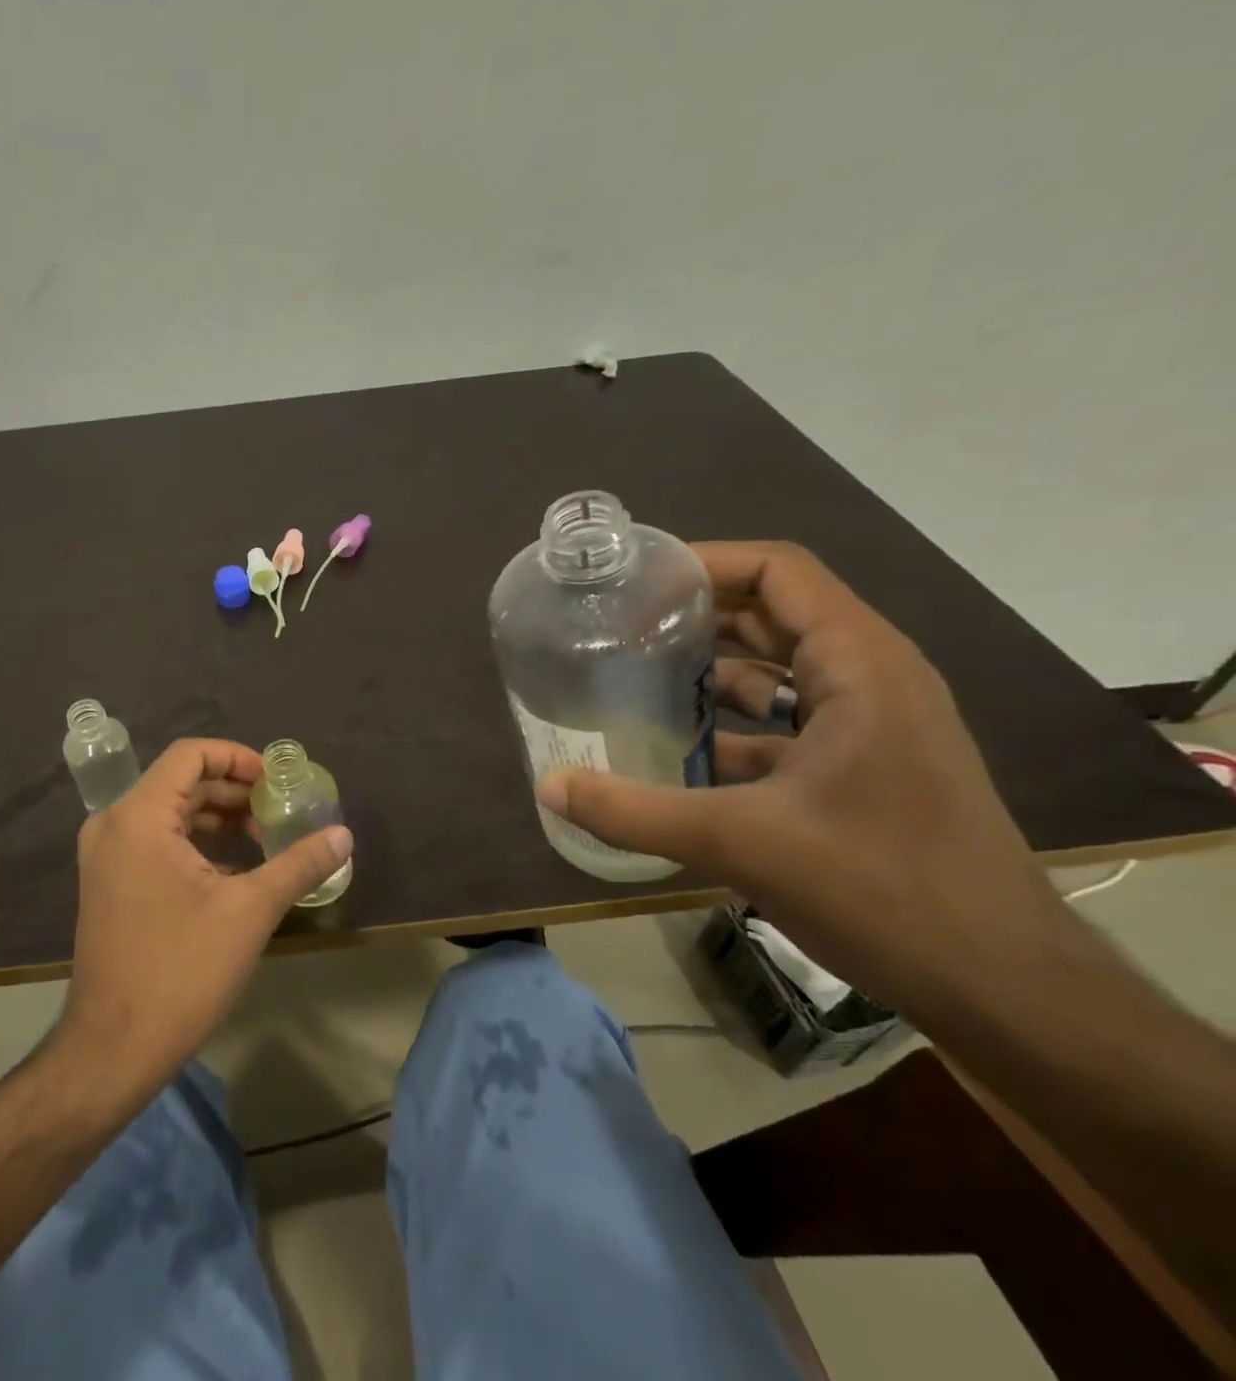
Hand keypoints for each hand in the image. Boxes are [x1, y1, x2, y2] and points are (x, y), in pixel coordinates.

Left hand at [56, 739, 353, 1095]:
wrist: (113, 1050)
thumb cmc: (181, 971)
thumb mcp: (250, 911)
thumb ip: (299, 864)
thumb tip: (344, 835)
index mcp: (139, 816)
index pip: (190, 755)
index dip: (238, 758)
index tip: (276, 782)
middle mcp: (114, 825)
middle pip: (180, 782)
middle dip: (234, 791)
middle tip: (279, 811)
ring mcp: (106, 856)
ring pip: (169, 814)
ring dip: (218, 819)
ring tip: (265, 839)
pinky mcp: (109, 884)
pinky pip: (156, 842)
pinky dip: (197, 844)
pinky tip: (235, 870)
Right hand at [536, 541, 1062, 1009]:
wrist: (1000, 985)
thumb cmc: (883, 889)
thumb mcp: (741, 843)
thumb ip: (633, 812)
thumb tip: (548, 786)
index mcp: (860, 667)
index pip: (779, 573)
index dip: (705, 562)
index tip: (635, 580)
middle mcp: (872, 680)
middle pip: (775, 614)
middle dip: (697, 613)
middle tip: (618, 625)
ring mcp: (872, 725)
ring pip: (780, 669)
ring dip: (712, 668)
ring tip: (634, 675)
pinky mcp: (864, 767)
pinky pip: (787, 720)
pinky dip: (733, 721)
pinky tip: (678, 747)